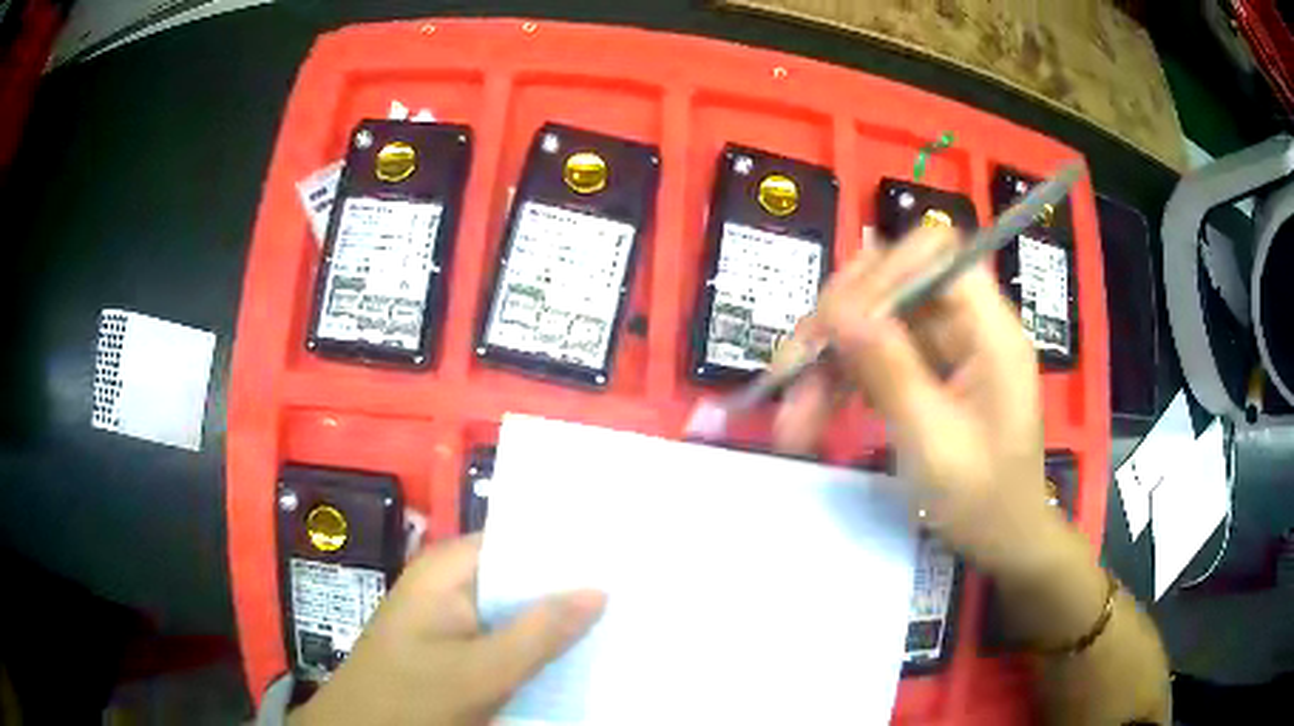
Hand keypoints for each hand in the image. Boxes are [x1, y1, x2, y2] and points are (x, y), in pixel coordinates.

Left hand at [290, 535, 605, 725]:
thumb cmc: (412, 696)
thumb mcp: (481, 671)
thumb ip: (540, 632)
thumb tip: (599, 589)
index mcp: (448, 570)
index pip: (519, 541)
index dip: (568, 548)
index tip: (621, 555)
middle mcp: (449, 583)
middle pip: (520, 576)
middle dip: (568, 587)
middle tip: (632, 589)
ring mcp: (450, 617)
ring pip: (515, 609)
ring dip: (555, 619)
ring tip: (617, 618)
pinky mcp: (454, 646)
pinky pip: (503, 636)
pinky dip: (535, 644)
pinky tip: (574, 653)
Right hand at [773, 226, 1068, 577]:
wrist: (1002, 540)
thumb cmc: (983, 500)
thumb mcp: (935, 442)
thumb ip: (891, 371)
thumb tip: (840, 308)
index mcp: (989, 330)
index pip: (936, 254)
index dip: (884, 272)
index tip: (838, 321)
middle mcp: (965, 325)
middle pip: (892, 284)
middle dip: (837, 325)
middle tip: (792, 369)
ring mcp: (943, 349)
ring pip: (872, 324)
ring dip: (826, 365)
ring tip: (791, 421)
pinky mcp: (924, 373)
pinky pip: (872, 358)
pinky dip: (837, 386)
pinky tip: (810, 420)